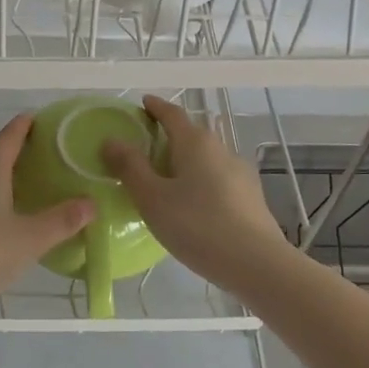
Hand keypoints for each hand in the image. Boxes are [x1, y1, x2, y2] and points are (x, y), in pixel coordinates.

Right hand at [100, 94, 287, 282]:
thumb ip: (130, 167)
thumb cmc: (197, 226)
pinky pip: (218, 178)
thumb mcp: (152, 198)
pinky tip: (194, 204)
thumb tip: (111, 139)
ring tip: (167, 180)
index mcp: (195, 142)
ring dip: (186, 161)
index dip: (155, 107)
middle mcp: (221, 148)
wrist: (257, 264)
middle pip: (191, 134)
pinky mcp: (251, 196)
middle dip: (169, 136)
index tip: (143, 103)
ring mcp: (240, 172)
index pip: (172, 113)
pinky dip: (201, 181)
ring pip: (206, 157)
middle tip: (145, 149)